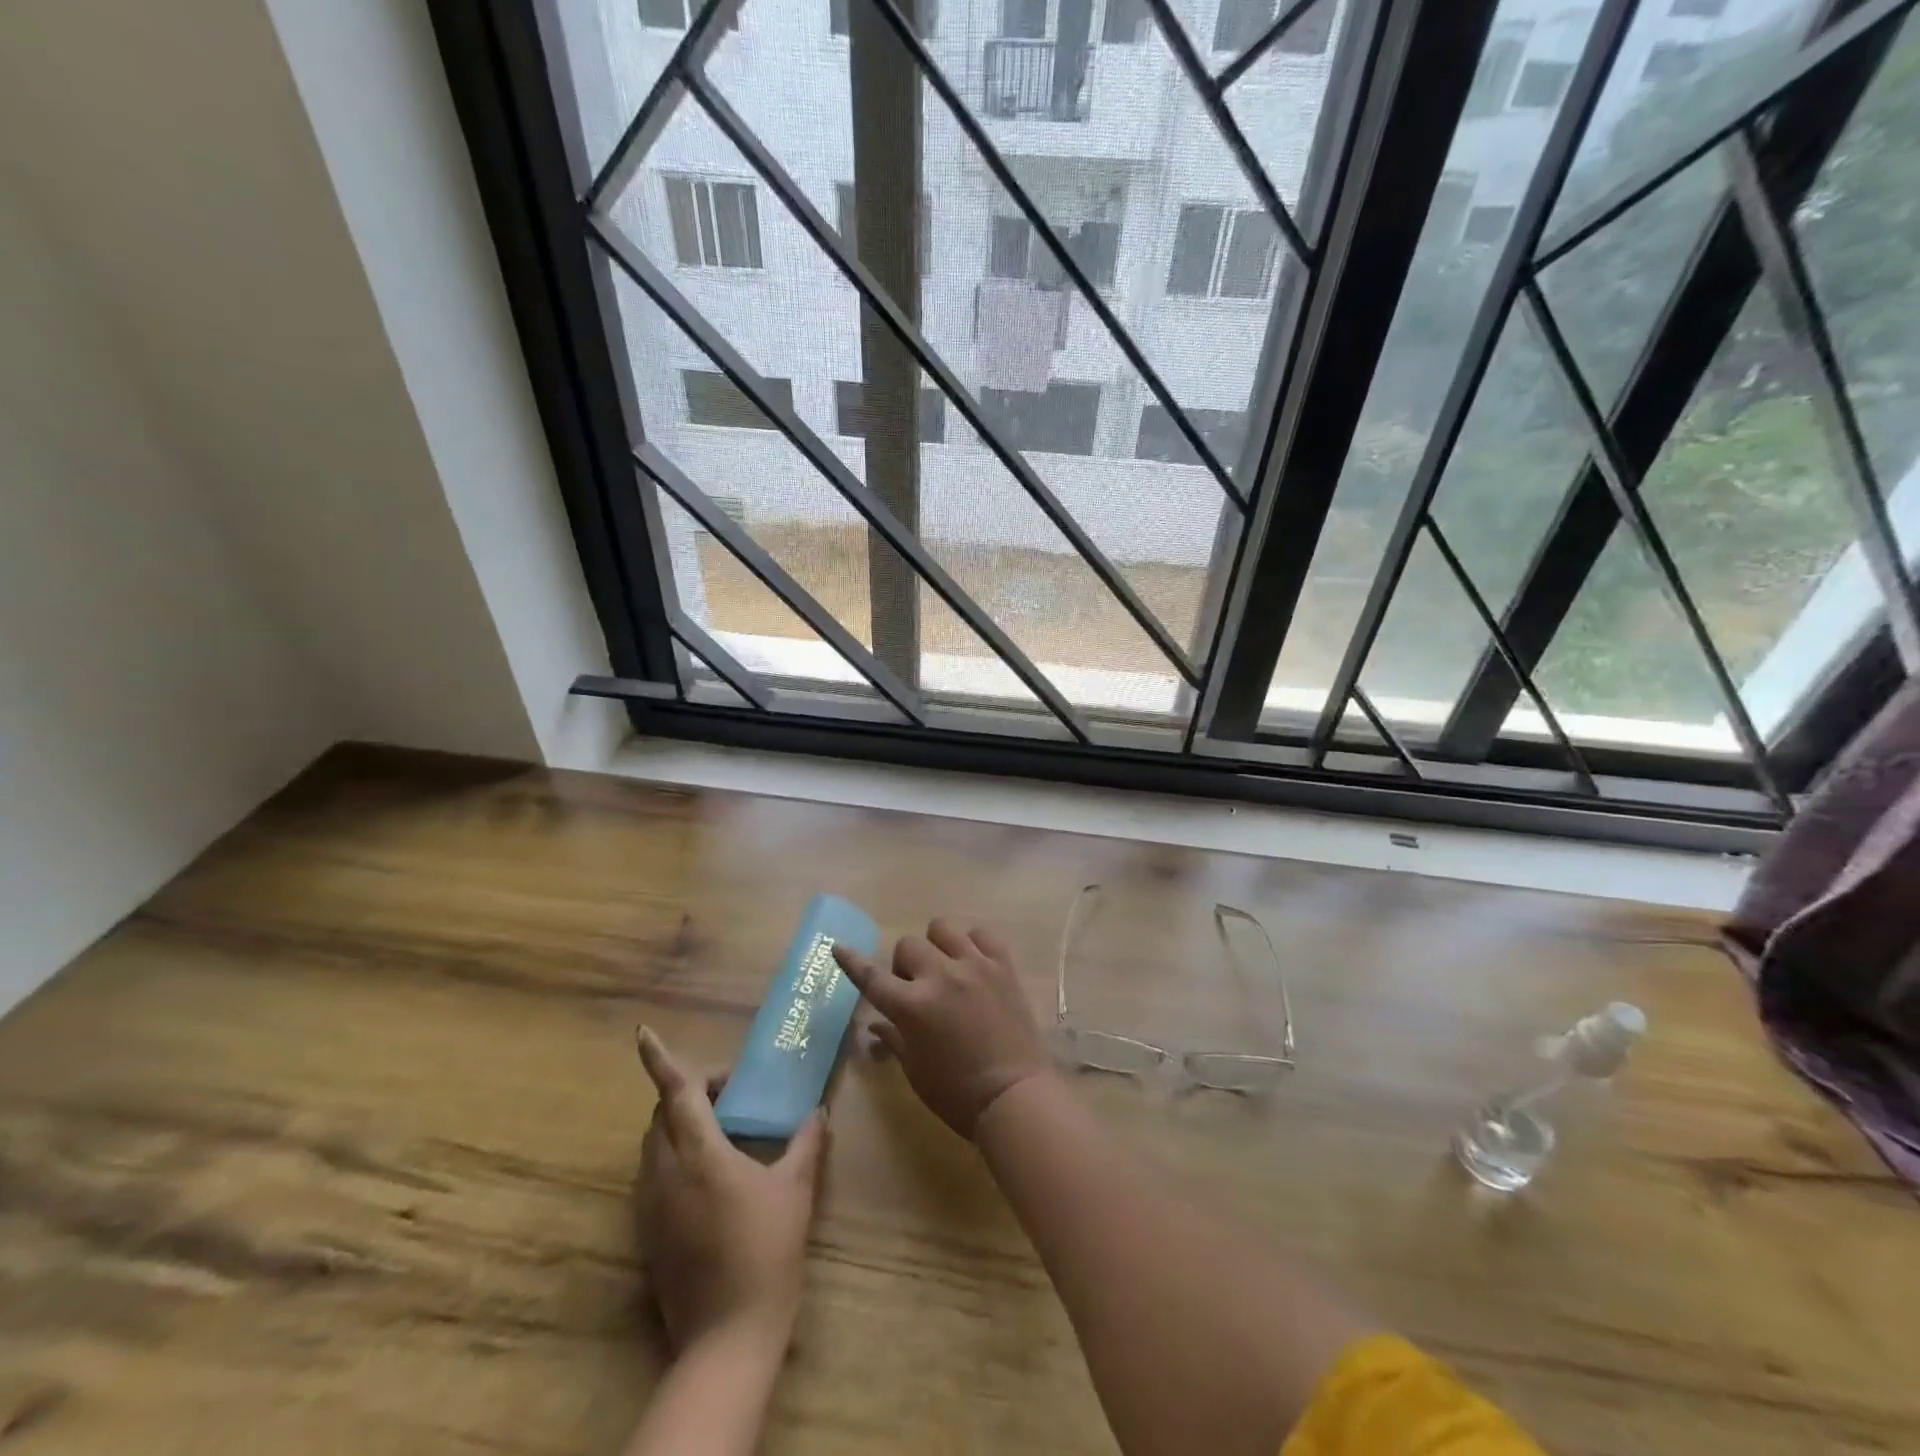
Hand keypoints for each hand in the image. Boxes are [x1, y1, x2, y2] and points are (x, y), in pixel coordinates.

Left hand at [633, 1028, 826, 1353]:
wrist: (727, 1335)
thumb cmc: (766, 1250)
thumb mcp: (796, 1190)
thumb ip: (806, 1144)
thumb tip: (818, 1111)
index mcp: (700, 1153)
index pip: (676, 1093)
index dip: (659, 1059)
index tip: (642, 1033)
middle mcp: (665, 1172)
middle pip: (662, 1114)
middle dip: (688, 1093)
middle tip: (730, 1095)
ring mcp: (651, 1205)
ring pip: (654, 1144)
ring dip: (679, 1125)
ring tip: (722, 1132)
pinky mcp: (647, 1233)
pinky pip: (652, 1175)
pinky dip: (674, 1157)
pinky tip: (709, 1176)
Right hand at [835, 919, 1049, 1138]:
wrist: (1015, 1096)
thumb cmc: (957, 1094)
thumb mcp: (916, 1071)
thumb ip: (895, 1039)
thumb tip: (876, 1024)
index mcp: (912, 1006)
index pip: (871, 977)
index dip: (852, 961)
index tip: (838, 946)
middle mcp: (940, 976)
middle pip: (908, 945)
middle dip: (905, 964)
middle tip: (916, 986)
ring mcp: (974, 966)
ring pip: (943, 928)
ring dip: (936, 944)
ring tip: (946, 965)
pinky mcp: (1003, 965)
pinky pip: (982, 934)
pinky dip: (973, 943)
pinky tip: (974, 961)